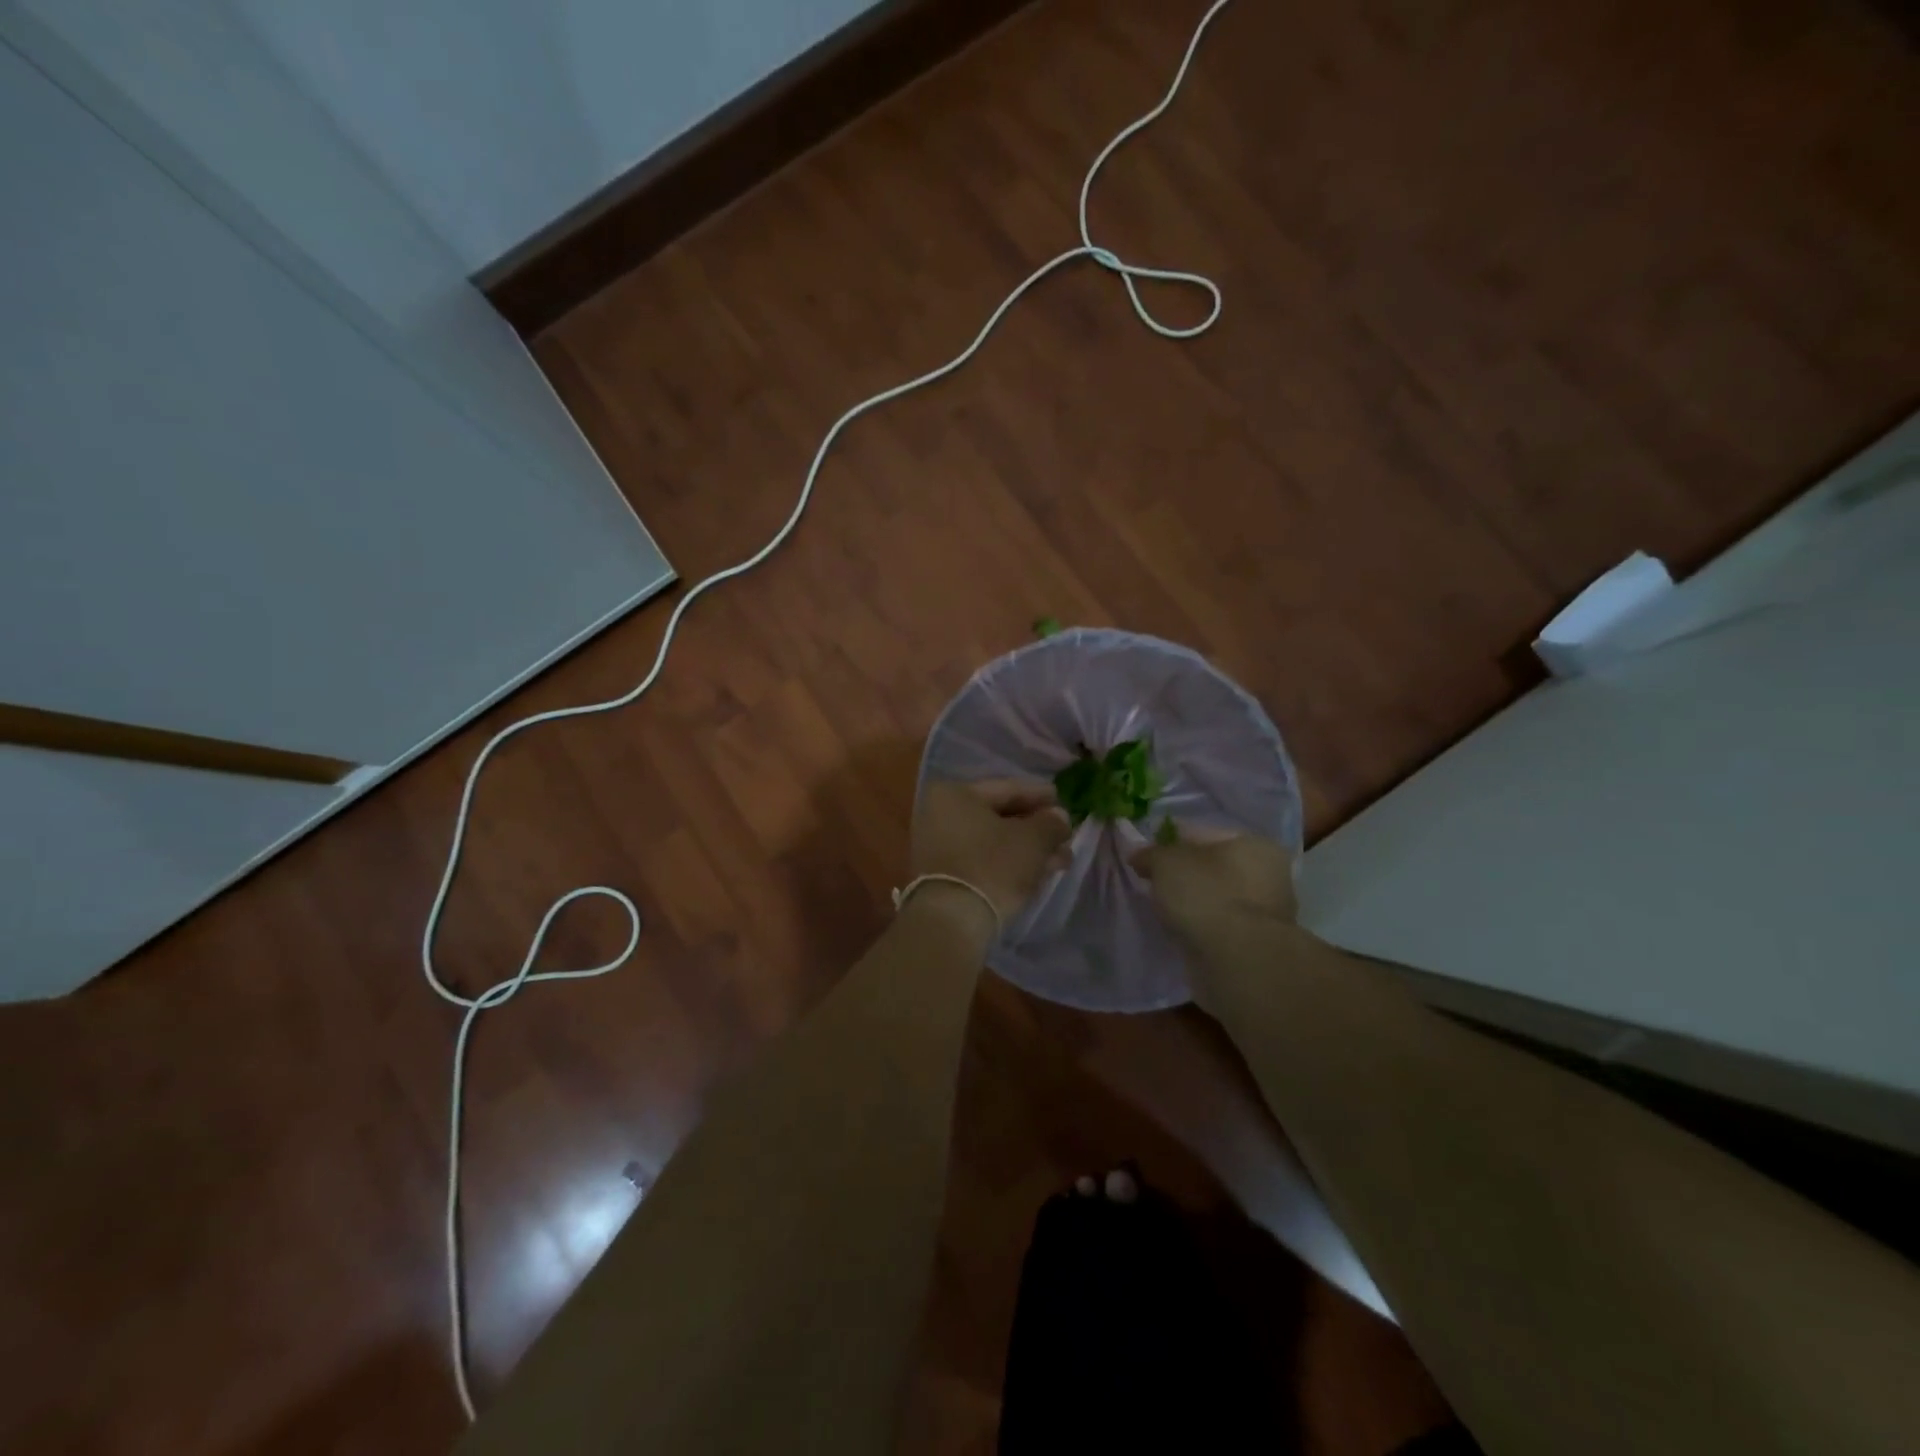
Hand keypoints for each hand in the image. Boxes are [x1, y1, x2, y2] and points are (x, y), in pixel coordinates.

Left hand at [911, 780, 1070, 925]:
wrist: (952, 920)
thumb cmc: (993, 866)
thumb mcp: (1033, 840)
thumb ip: (1051, 823)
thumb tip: (1059, 817)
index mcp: (955, 794)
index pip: (1007, 788)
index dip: (1040, 795)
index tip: (1063, 800)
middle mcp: (939, 814)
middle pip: (999, 816)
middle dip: (1036, 828)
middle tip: (1065, 835)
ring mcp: (938, 846)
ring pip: (993, 841)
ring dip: (1027, 849)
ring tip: (1061, 860)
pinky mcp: (942, 876)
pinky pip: (982, 860)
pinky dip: (1009, 863)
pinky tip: (1037, 872)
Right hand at [1131, 829, 1296, 947]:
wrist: (1236, 961)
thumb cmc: (1206, 895)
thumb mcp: (1166, 862)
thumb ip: (1151, 854)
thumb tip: (1139, 855)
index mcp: (1255, 844)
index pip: (1203, 833)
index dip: (1170, 840)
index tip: (1146, 854)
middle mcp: (1269, 874)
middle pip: (1213, 866)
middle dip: (1184, 872)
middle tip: (1153, 881)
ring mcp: (1266, 913)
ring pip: (1216, 897)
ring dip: (1193, 901)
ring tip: (1163, 907)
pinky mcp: (1255, 944)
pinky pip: (1218, 924)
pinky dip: (1200, 925)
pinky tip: (1180, 929)